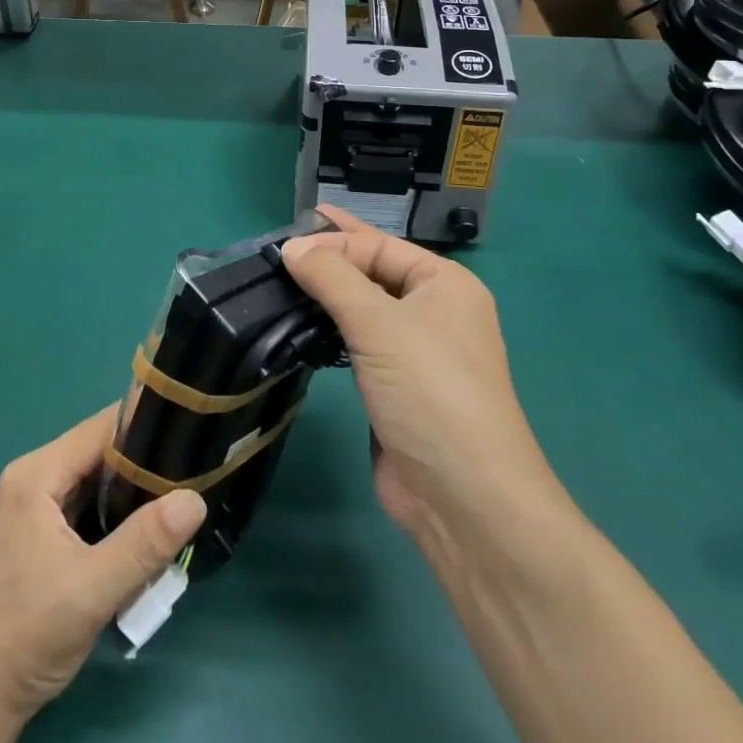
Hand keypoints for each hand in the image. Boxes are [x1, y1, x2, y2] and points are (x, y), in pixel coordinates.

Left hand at [0, 405, 206, 722]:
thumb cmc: (27, 636)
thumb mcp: (93, 589)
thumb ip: (145, 542)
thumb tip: (195, 499)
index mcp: (36, 474)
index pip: (101, 429)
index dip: (146, 428)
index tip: (188, 438)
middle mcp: (31, 478)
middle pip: (98, 453)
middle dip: (142, 466)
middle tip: (187, 480)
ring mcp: (30, 507)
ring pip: (92, 482)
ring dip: (129, 495)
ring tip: (172, 506)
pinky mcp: (35, 534)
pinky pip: (82, 507)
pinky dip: (111, 517)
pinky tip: (140, 536)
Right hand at [281, 207, 568, 545]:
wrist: (465, 501)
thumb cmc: (430, 392)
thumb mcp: (380, 324)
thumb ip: (333, 278)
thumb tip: (292, 247)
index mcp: (445, 284)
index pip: (380, 246)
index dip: (333, 240)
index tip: (283, 241)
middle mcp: (434, 312)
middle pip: (373, 273)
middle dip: (330, 260)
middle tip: (278, 250)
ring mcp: (416, 353)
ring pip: (363, 310)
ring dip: (326, 297)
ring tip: (280, 283)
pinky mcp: (395, 389)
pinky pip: (357, 345)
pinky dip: (329, 332)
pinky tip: (299, 327)